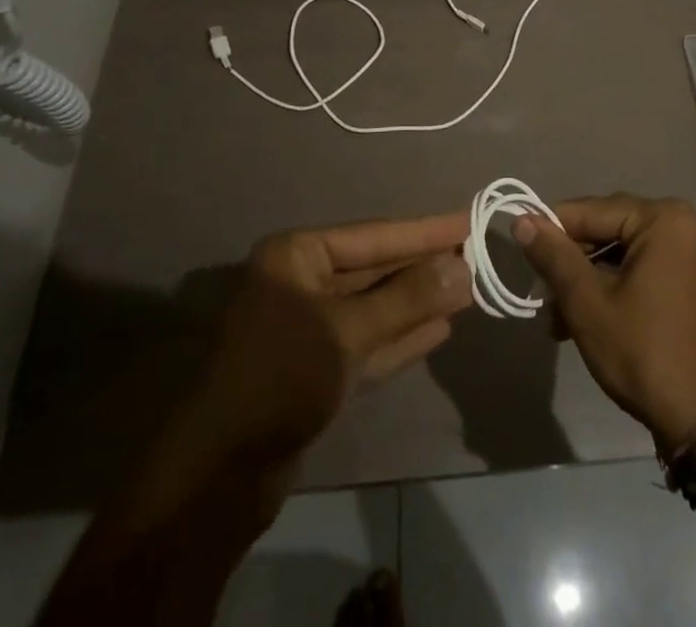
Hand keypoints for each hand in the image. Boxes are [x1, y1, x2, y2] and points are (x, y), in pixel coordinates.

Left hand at [125, 214, 473, 531]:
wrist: (219, 474)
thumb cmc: (281, 377)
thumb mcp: (347, 332)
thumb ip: (407, 299)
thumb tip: (462, 268)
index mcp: (297, 257)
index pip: (373, 235)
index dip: (423, 231)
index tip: (467, 221)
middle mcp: (301, 283)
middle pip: (374, 269)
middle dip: (423, 267)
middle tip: (475, 256)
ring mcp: (307, 328)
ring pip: (374, 307)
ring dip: (417, 302)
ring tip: (466, 290)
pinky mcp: (315, 370)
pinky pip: (367, 341)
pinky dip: (401, 336)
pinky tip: (439, 328)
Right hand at [514, 194, 695, 450]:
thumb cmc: (644, 353)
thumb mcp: (588, 303)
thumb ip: (554, 256)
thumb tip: (522, 219)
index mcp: (663, 218)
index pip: (592, 210)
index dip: (553, 230)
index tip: (523, 251)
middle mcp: (684, 225)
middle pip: (610, 230)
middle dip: (573, 263)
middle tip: (544, 296)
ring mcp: (694, 255)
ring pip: (625, 254)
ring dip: (591, 281)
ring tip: (560, 321)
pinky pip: (646, 269)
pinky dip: (617, 288)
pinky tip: (591, 320)